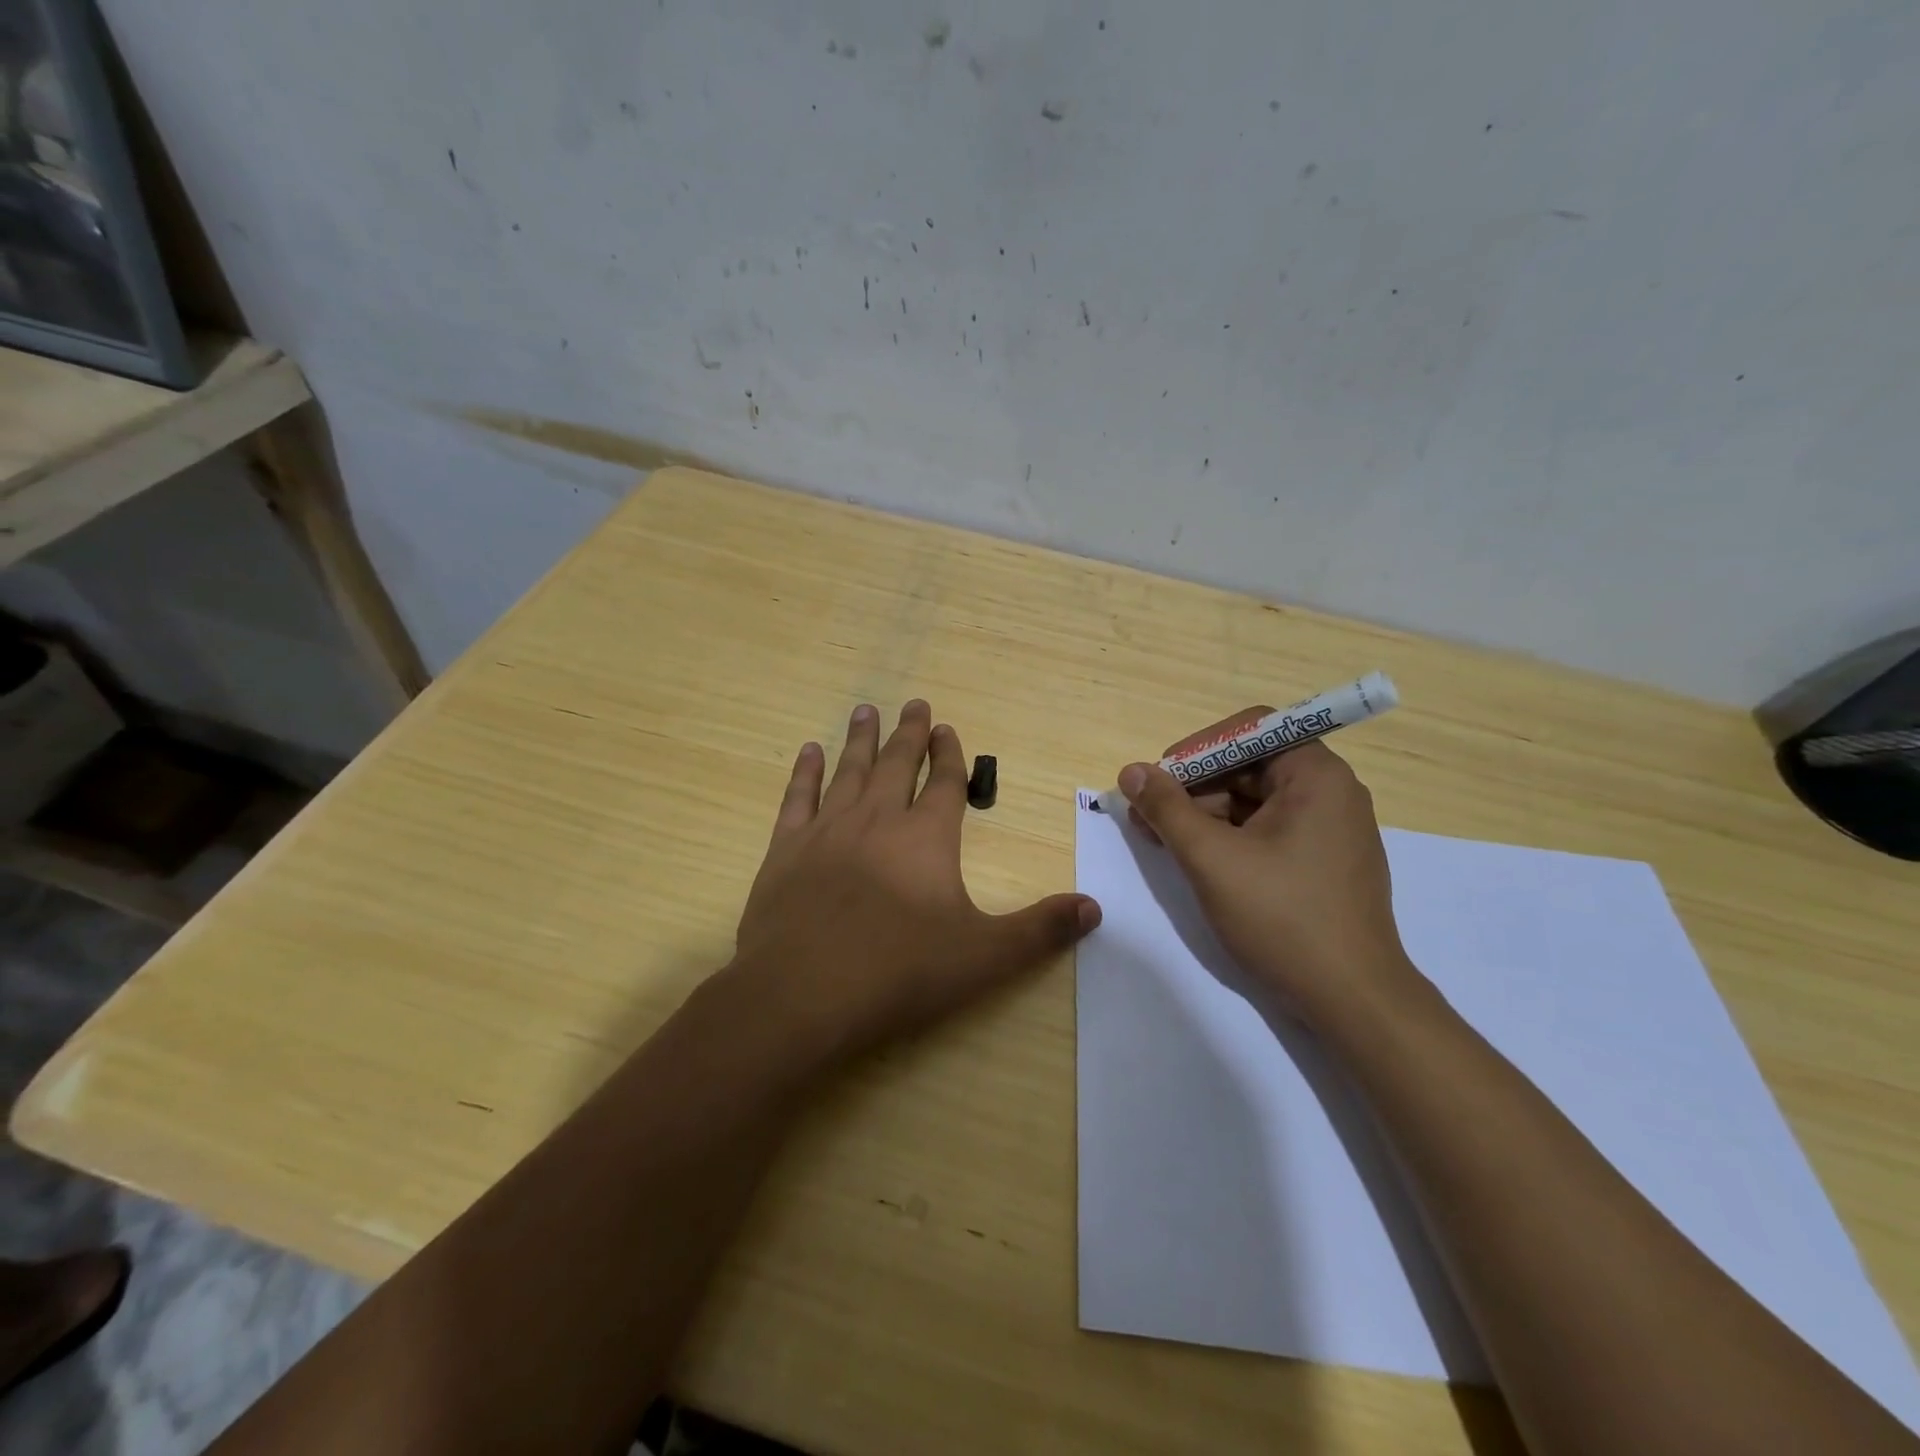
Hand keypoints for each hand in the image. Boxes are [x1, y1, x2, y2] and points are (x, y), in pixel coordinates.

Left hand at [728, 700, 1100, 1069]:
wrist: (803, 993)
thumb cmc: (899, 972)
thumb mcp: (984, 956)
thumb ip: (1041, 930)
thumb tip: (1094, 907)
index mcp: (926, 837)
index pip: (944, 782)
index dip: (950, 754)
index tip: (948, 728)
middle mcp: (878, 820)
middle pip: (898, 764)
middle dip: (909, 733)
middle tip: (914, 703)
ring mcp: (828, 830)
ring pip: (849, 770)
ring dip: (861, 739)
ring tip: (868, 709)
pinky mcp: (786, 849)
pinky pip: (798, 797)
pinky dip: (805, 772)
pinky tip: (809, 751)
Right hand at [1117, 732, 1419, 1027]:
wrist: (1352, 1000)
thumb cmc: (1282, 917)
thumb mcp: (1211, 858)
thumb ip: (1167, 808)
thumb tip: (1131, 771)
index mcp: (1316, 776)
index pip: (1249, 729)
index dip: (1198, 748)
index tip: (1159, 778)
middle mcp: (1331, 792)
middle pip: (1250, 765)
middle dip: (1195, 786)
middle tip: (1149, 816)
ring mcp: (1331, 830)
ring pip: (1255, 800)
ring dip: (1206, 813)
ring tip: (1163, 841)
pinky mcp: (1325, 862)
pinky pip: (1269, 830)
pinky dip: (1230, 837)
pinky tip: (1198, 859)